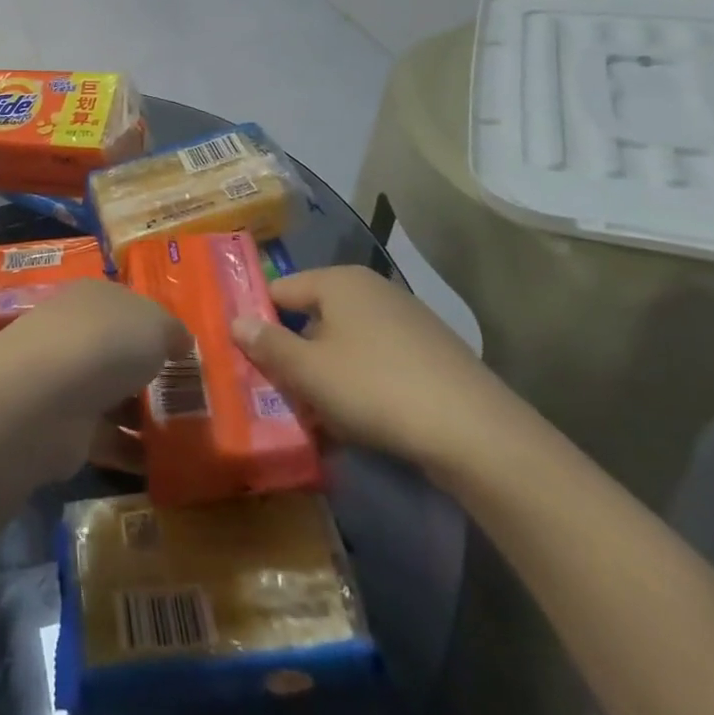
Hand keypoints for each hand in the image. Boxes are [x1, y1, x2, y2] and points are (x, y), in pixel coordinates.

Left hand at [0, 280, 187, 479]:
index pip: (127, 307)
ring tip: (189, 435)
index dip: (156, 326)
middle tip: (194, 397)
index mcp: (94, 298)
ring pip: (114, 396)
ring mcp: (67, 381)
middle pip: (119, 352)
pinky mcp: (65, 427)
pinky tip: (166, 465)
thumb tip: (180, 341)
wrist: (46, 397)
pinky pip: (108, 438)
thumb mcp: (155, 324)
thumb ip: (172, 331)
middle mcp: (76, 333)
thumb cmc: (105, 342)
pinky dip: (133, 452)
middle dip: (151, 373)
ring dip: (144, 416)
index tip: (188, 352)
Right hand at [229, 266, 518, 475]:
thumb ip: (267, 344)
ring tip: (318, 417)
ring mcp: (407, 319)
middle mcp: (372, 289)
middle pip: (314, 317)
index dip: (259, 322)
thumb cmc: (376, 389)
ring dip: (327, 375)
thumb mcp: (308, 371)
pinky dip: (362, 384)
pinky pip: (378, 361)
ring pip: (346, 343)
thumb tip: (235, 321)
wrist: (478, 434)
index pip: (280, 290)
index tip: (246, 358)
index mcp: (339, 280)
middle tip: (280, 393)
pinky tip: (362, 421)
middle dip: (295, 355)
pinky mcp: (432, 353)